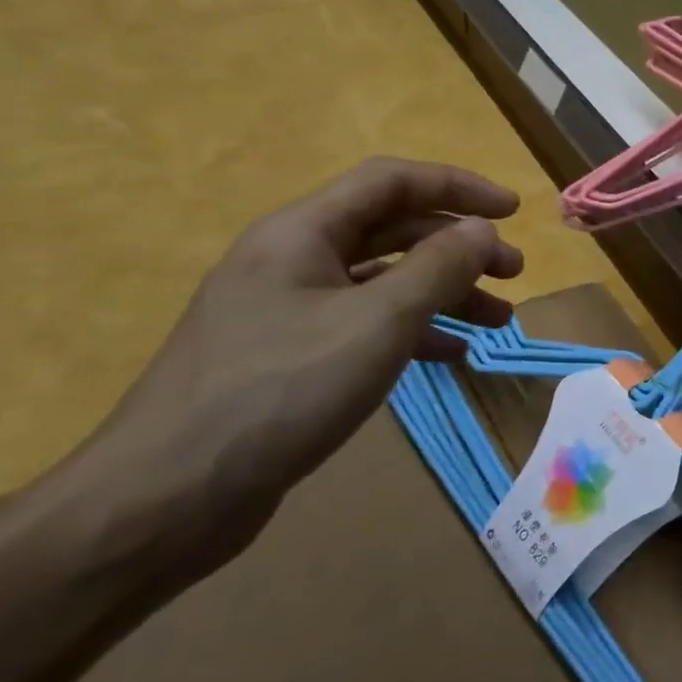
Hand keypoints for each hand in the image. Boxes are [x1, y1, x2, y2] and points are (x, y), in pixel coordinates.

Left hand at [47, 158, 524, 571]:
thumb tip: (484, 230)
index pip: (393, 182)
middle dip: (460, 247)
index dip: (459, 186)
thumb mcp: (377, 322)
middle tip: (515, 274)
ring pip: (384, 282)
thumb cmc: (280, 391)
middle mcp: (294, 260)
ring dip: (445, 293)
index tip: (514, 211)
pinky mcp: (290, 359)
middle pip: (393, 231)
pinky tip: (452, 356)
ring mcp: (289, 312)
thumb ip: (439, 268)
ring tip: (498, 321)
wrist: (166, 499)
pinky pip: (366, 327)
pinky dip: (415, 333)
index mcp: (303, 233)